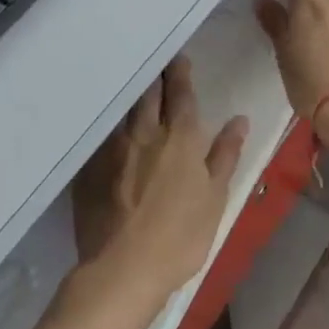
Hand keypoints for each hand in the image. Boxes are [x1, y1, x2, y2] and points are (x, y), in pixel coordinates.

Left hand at [71, 56, 248, 305]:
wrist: (123, 269)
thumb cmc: (181, 235)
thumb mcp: (215, 196)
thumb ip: (225, 155)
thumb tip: (239, 120)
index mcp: (180, 138)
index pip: (180, 95)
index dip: (180, 75)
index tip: (179, 60)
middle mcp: (144, 134)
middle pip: (148, 94)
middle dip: (155, 76)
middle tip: (157, 64)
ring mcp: (112, 150)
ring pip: (123, 110)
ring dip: (131, 95)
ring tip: (134, 85)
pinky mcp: (90, 169)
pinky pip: (101, 135)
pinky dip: (110, 123)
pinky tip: (109, 124)